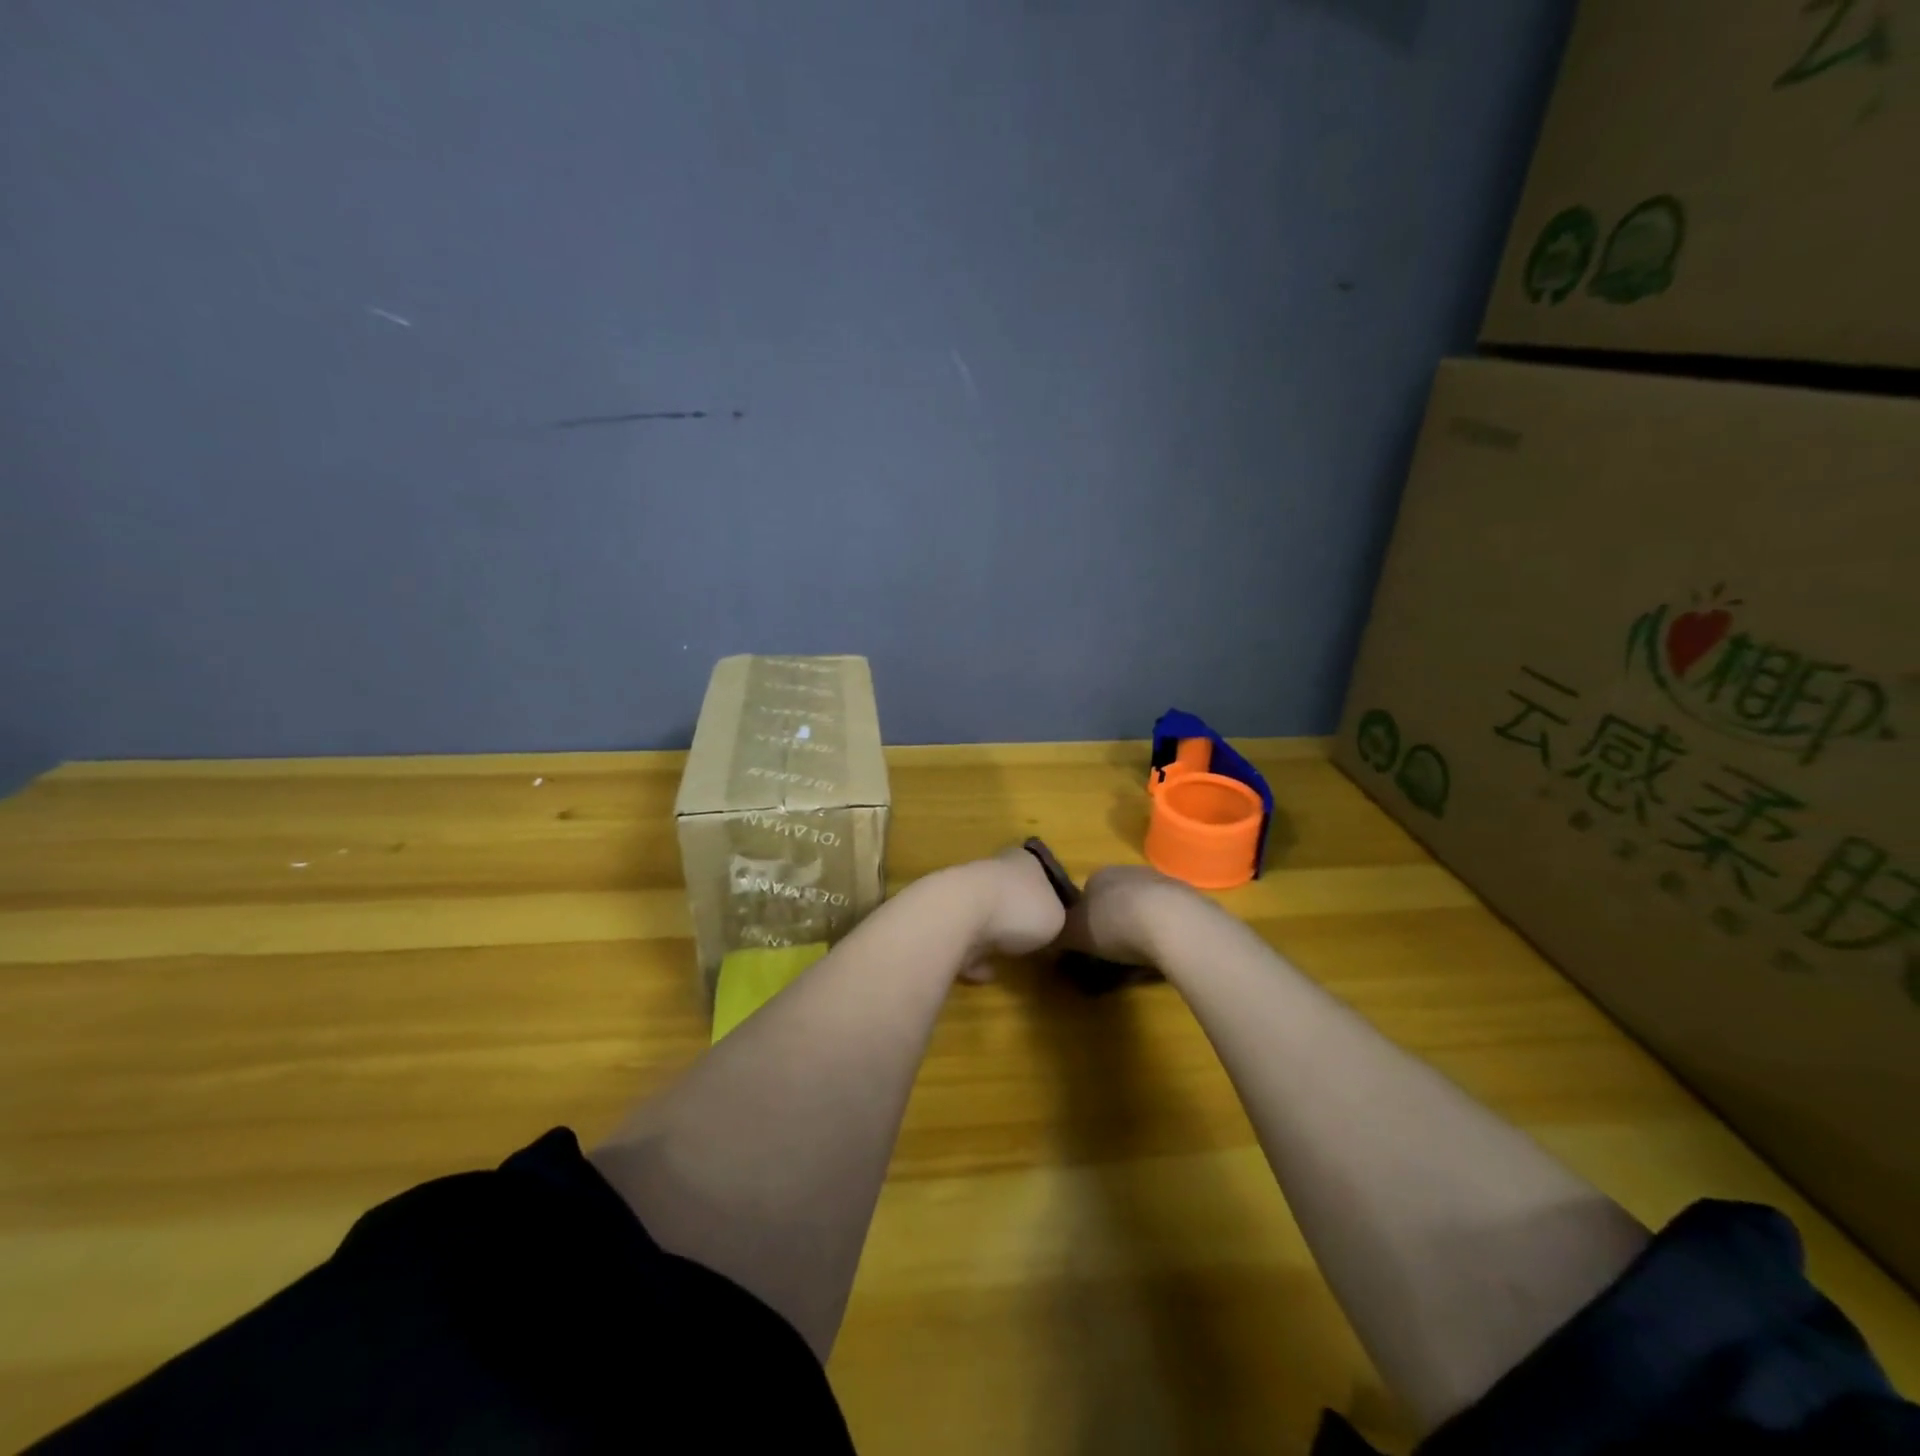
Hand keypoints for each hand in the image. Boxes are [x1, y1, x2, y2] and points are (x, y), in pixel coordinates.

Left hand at [955, 848, 1068, 981]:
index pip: (1037, 867)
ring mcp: (964, 895)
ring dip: (992, 936)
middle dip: (1016, 913)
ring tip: (1009, 959)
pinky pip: (963, 942)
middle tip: (1032, 937)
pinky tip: (985, 974)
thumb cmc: (1019, 907)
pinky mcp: (944, 921)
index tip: (1053, 911)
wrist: (960, 915)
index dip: (1046, 889)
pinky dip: (973, 958)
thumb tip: (1048, 925)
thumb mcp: (1056, 916)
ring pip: (983, 915)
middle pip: (1008, 891)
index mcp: (1023, 861)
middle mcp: (992, 870)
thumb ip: (1054, 918)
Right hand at [1058, 864, 1203, 967]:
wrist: (1173, 924)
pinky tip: (1165, 955)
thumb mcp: (1075, 933)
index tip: (1087, 939)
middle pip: (1118, 897)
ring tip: (1141, 958)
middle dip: (1115, 920)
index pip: (1087, 890)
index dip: (1085, 915)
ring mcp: (1163, 883)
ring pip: (1146, 907)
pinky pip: (1170, 919)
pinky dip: (1166, 934)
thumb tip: (1048, 935)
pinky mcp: (1190, 901)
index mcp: (1100, 874)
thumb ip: (1059, 934)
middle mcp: (1130, 871)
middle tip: (1113, 951)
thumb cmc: (1115, 924)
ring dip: (1142, 927)